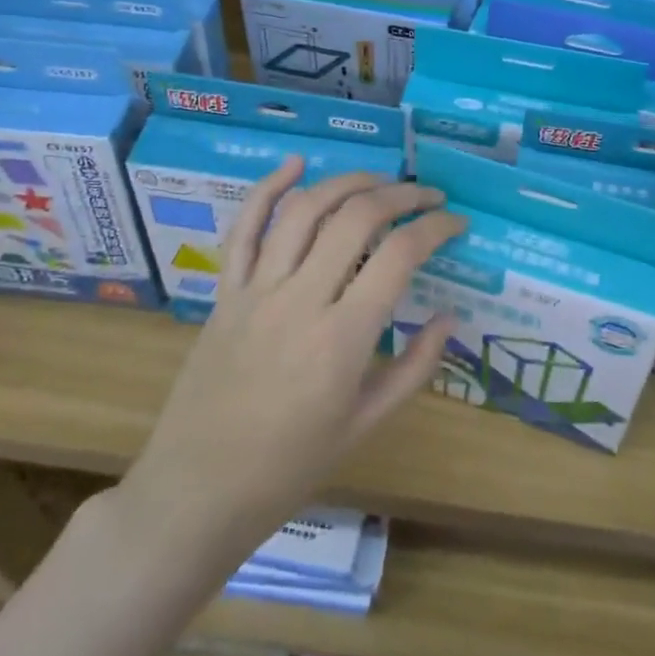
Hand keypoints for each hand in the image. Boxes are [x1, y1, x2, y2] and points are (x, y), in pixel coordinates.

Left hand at [120, 158, 464, 560]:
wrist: (199, 490)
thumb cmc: (291, 466)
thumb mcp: (367, 424)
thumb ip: (415, 367)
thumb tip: (449, 316)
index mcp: (343, 338)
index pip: (400, 256)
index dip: (436, 229)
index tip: (456, 225)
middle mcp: (301, 300)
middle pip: (357, 218)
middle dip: (402, 195)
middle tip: (428, 197)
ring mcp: (257, 291)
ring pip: (305, 211)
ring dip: (348, 183)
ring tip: (380, 181)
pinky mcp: (225, 292)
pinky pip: (245, 228)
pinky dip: (269, 189)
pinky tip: (296, 165)